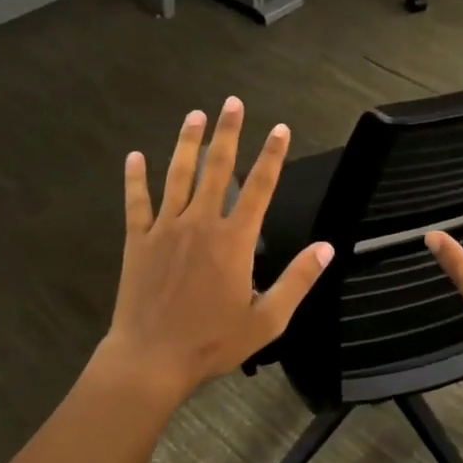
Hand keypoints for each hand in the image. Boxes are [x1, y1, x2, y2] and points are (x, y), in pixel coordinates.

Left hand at [103, 97, 332, 403]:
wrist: (151, 359)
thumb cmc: (212, 341)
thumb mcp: (267, 320)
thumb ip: (298, 280)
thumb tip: (328, 247)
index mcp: (234, 240)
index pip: (259, 186)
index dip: (272, 155)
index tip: (280, 128)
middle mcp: (201, 224)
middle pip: (217, 168)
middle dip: (227, 132)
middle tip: (232, 103)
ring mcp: (165, 229)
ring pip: (178, 176)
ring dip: (187, 143)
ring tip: (194, 115)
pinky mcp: (137, 240)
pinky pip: (136, 202)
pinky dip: (135, 178)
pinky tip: (134, 156)